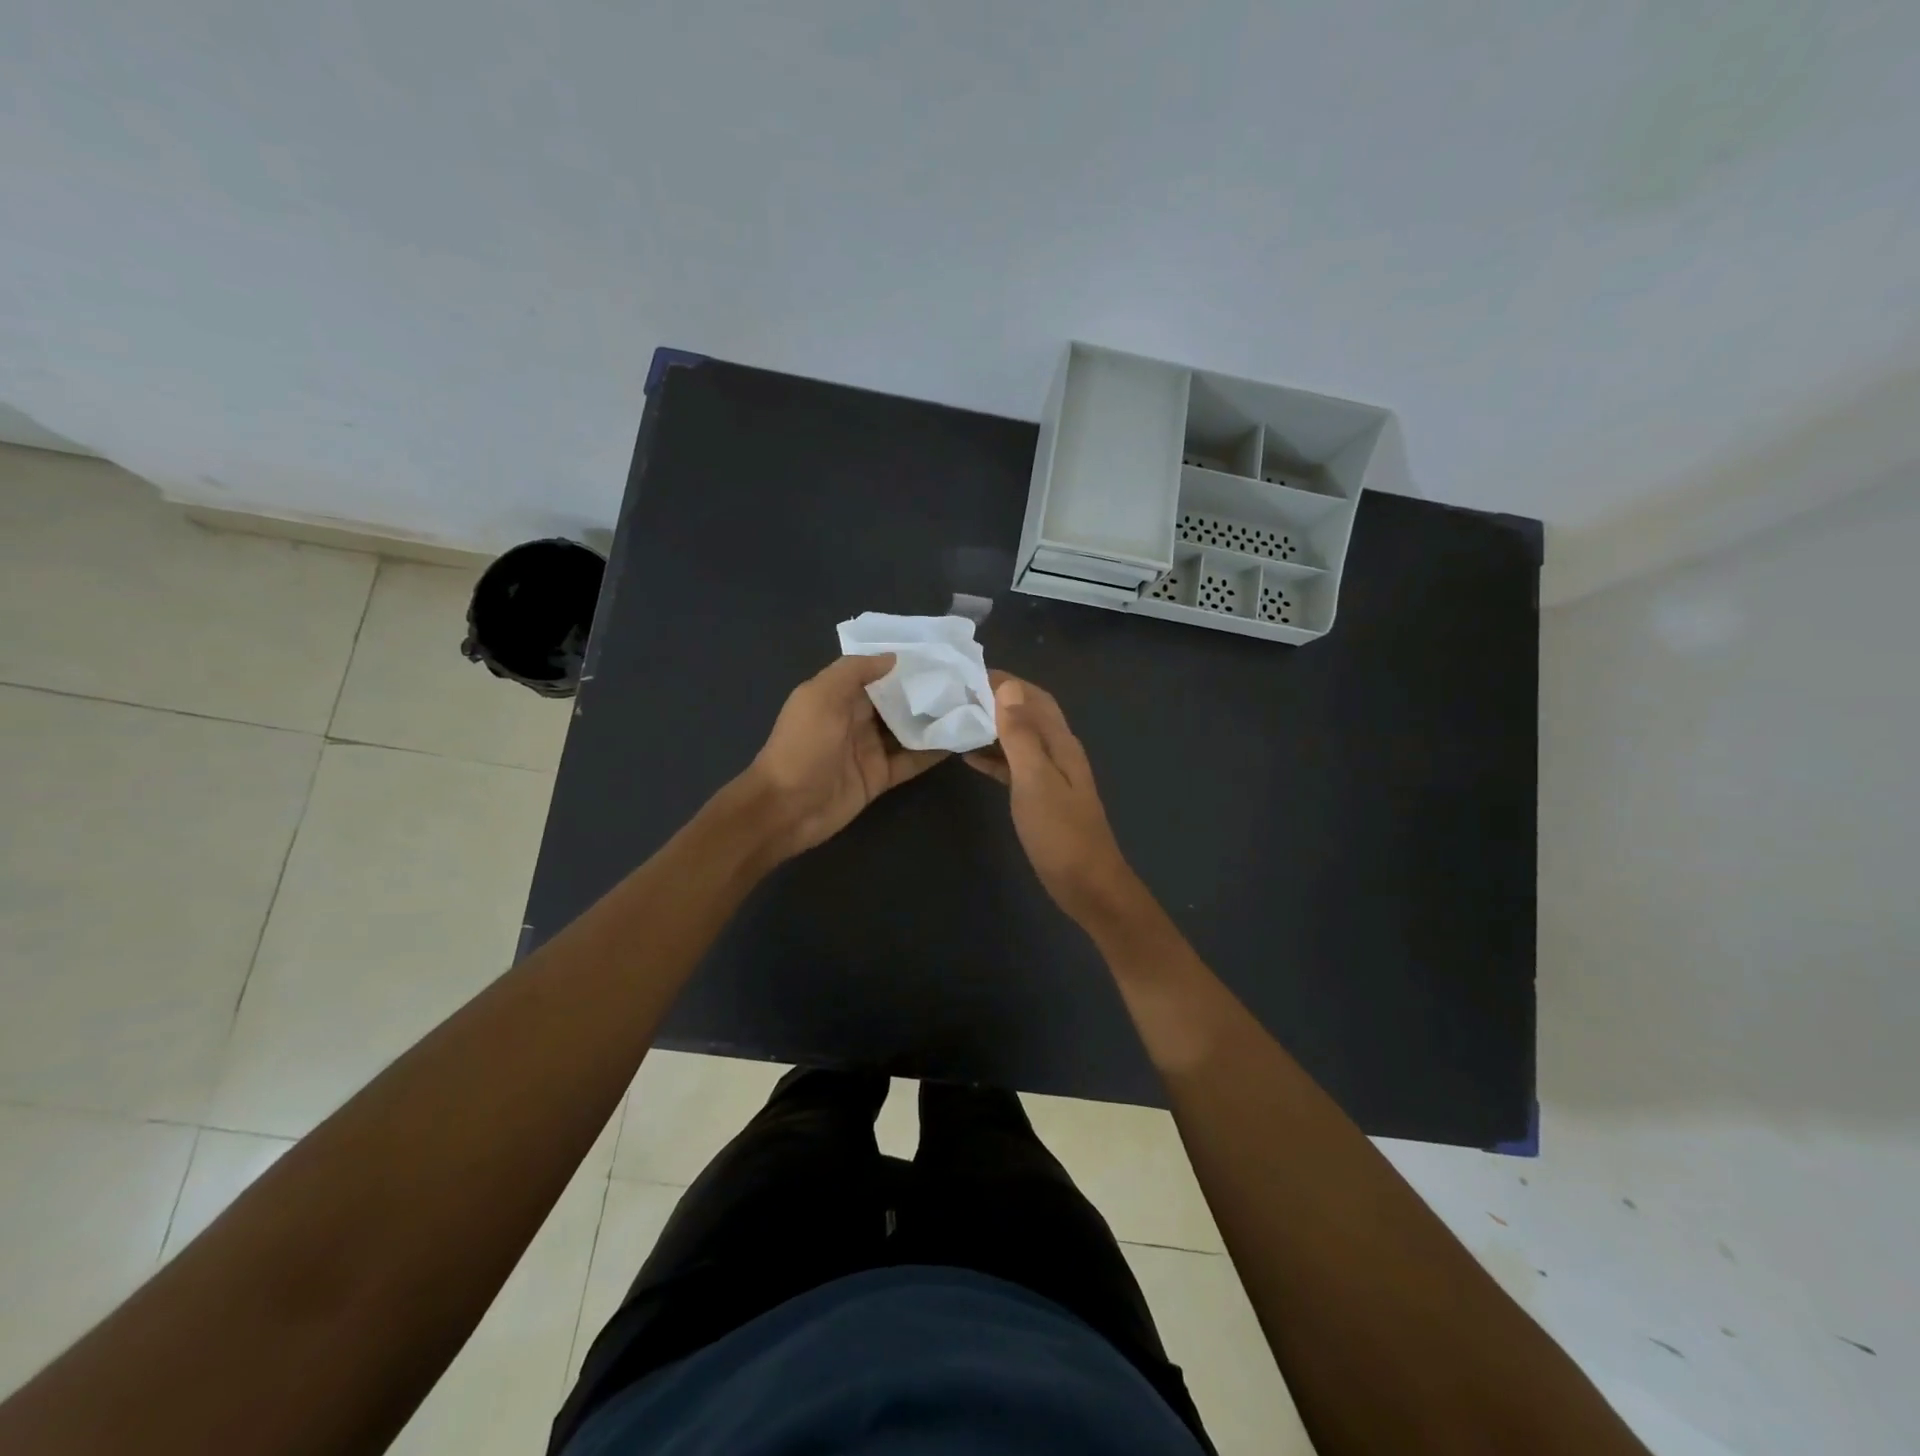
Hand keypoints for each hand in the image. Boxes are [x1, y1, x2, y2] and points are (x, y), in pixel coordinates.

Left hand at [743, 654, 947, 860]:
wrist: (786, 808)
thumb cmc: (802, 746)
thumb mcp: (821, 696)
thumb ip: (855, 671)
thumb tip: (894, 657)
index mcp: (839, 695)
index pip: (877, 673)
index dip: (904, 663)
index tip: (939, 652)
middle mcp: (856, 719)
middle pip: (897, 701)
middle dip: (926, 690)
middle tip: (966, 678)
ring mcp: (870, 749)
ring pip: (909, 730)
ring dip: (935, 719)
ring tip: (971, 704)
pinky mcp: (881, 777)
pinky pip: (912, 760)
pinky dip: (933, 751)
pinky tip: (960, 739)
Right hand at [964, 672, 1138, 925]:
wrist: (1087, 885)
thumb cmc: (1060, 833)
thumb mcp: (1036, 780)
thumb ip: (1021, 735)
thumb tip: (1007, 687)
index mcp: (1061, 743)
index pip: (1033, 697)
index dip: (1004, 681)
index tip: (965, 673)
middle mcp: (1058, 752)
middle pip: (1027, 714)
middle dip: (996, 700)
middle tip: (954, 694)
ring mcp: (1050, 776)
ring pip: (1019, 739)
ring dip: (992, 726)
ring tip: (955, 718)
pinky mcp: (1041, 798)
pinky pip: (1014, 765)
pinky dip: (993, 756)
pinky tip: (968, 757)